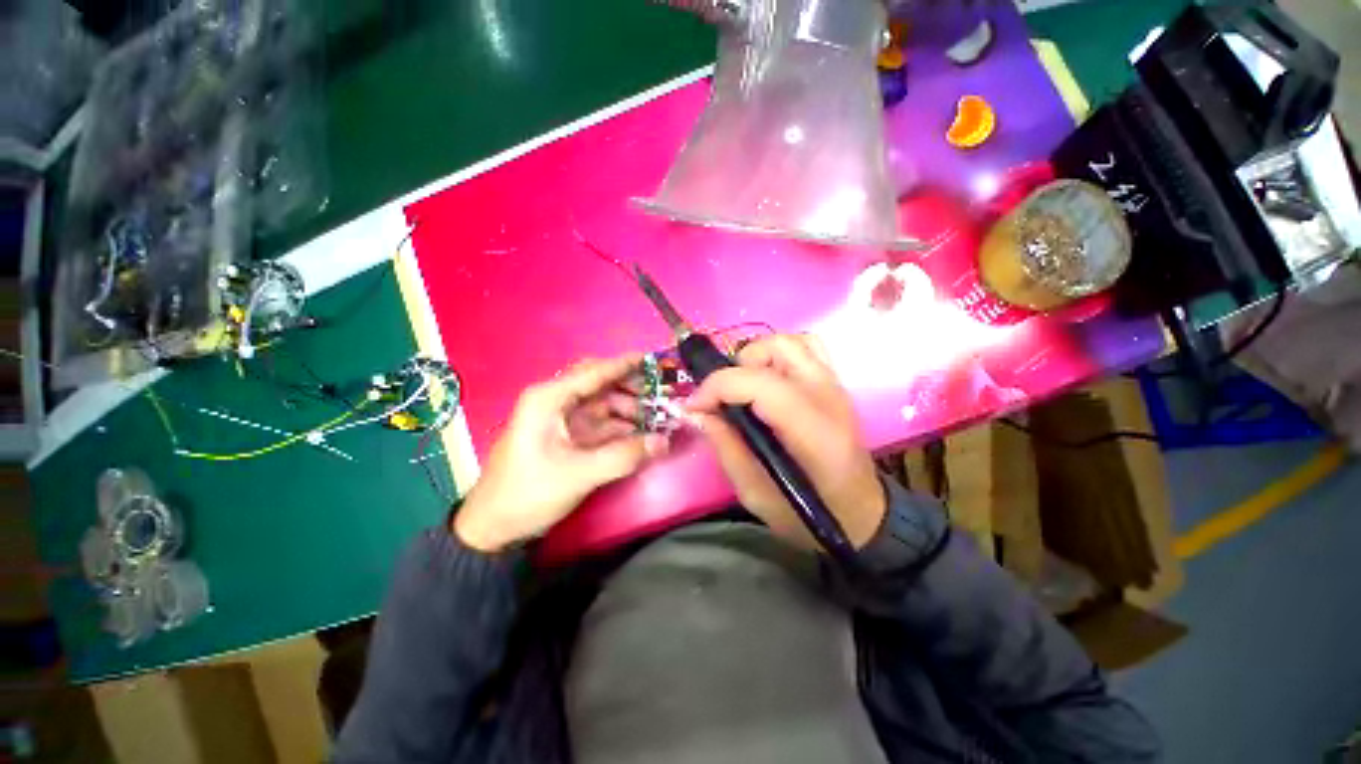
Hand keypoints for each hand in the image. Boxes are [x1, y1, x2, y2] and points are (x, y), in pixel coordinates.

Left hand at [454, 355, 668, 551]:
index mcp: (549, 399)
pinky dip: (621, 427)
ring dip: (629, 409)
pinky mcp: (568, 438)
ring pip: (603, 404)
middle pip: (600, 384)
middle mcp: (556, 402)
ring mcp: (562, 420)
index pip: (594, 372)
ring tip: (659, 416)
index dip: (625, 365)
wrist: (493, 528)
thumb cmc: (528, 492)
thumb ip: (623, 456)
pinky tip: (642, 434)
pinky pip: (601, 424)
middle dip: (631, 388)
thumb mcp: (578, 474)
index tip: (655, 360)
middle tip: (663, 394)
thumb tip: (663, 441)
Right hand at [686, 335, 884, 549]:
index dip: (718, 387)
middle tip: (723, 400)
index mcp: (813, 431)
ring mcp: (835, 385)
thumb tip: (699, 412)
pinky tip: (767, 381)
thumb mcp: (755, 495)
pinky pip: (804, 348)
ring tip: (744, 389)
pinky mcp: (834, 384)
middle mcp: (828, 396)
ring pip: (790, 342)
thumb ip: (726, 448)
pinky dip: (777, 355)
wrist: (861, 514)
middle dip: (736, 369)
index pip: (761, 383)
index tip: (694, 407)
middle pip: (776, 349)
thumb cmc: (809, 516)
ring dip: (757, 358)